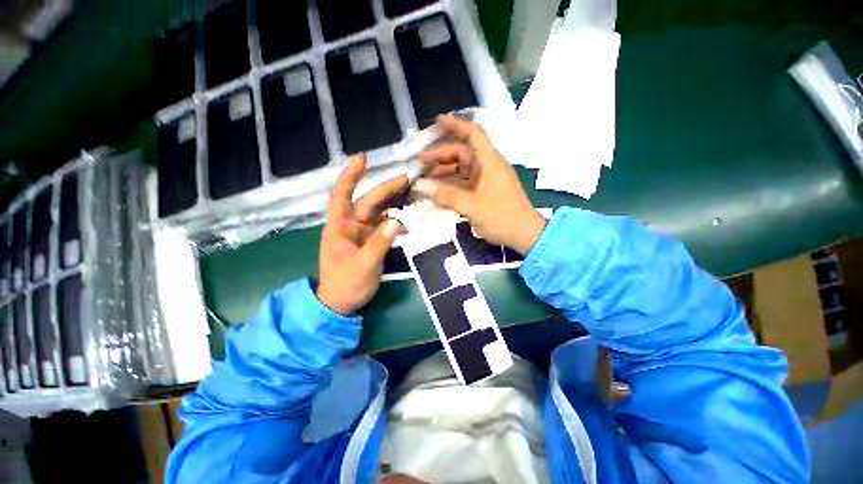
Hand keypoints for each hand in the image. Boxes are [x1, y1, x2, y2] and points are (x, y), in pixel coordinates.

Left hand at [317, 155, 406, 314]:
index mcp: (338, 227)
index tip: (362, 158)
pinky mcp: (366, 243)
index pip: (341, 195)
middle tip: (406, 179)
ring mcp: (358, 234)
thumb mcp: (363, 267)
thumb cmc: (345, 285)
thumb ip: (379, 244)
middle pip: (365, 202)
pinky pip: (380, 227)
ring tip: (410, 192)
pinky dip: (392, 222)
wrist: (339, 305)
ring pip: (375, 212)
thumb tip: (396, 221)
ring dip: (390, 202)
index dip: (350, 175)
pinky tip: (406, 224)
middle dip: (384, 189)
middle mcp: (348, 226)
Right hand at [414, 115, 546, 254]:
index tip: (437, 121)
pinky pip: (464, 182)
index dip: (456, 125)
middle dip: (441, 154)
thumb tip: (419, 185)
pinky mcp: (485, 191)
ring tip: (424, 180)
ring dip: (443, 170)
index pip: (473, 134)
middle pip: (462, 151)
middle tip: (419, 162)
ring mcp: (487, 179)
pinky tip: (435, 192)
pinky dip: (450, 184)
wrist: (527, 236)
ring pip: (461, 167)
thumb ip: (445, 195)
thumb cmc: (503, 217)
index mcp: (490, 161)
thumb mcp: (472, 206)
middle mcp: (488, 166)